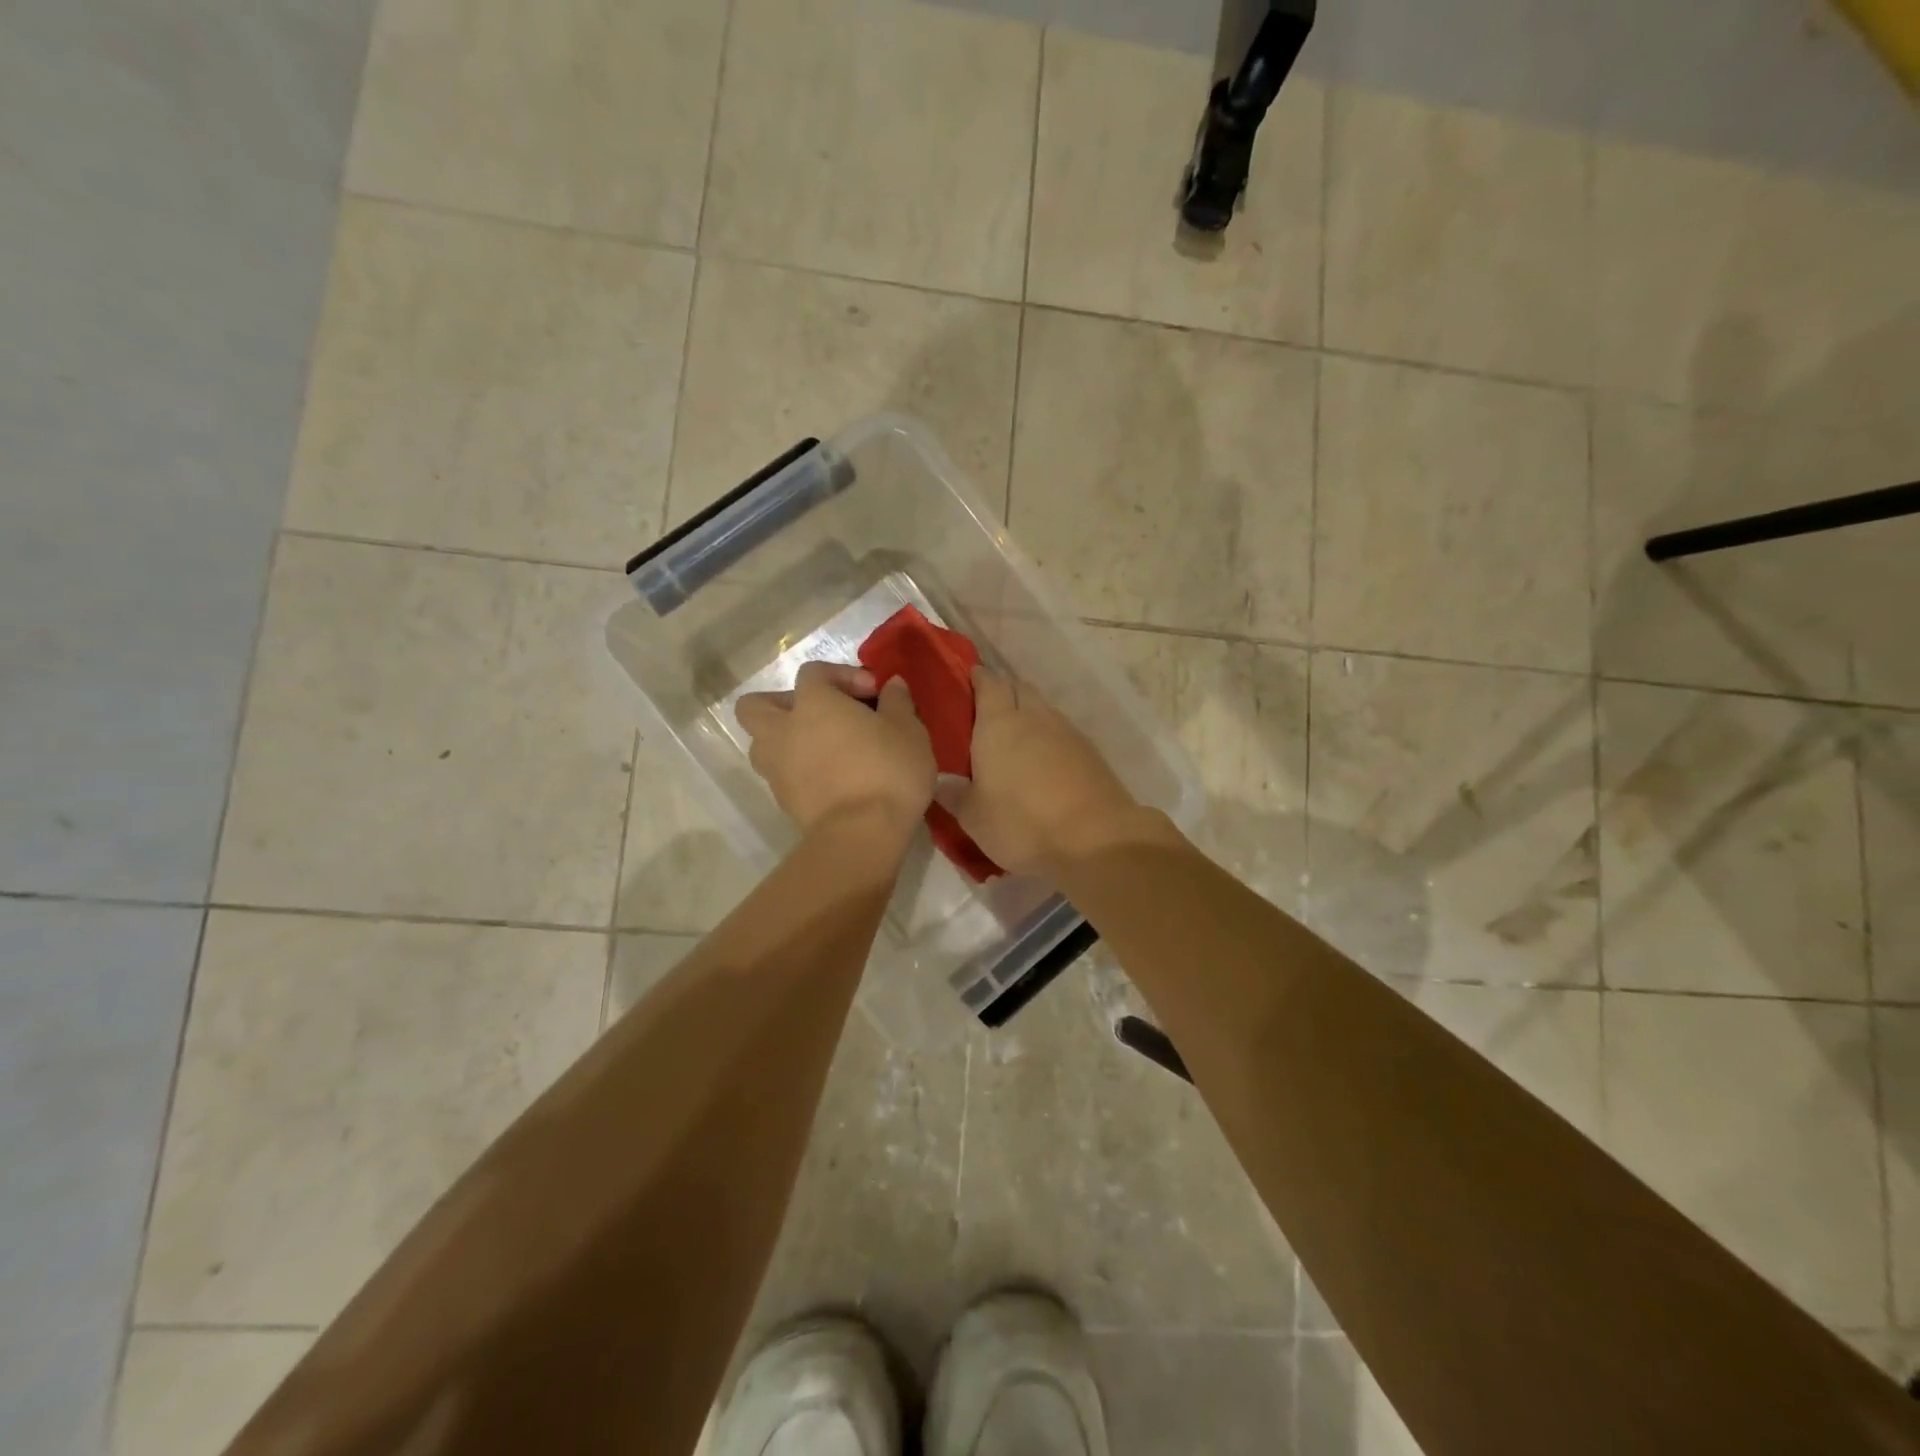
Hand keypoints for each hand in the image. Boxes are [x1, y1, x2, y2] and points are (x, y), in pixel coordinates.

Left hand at [736, 661, 935, 843]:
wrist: (863, 835)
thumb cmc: (888, 770)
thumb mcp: (908, 729)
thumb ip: (897, 701)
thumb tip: (892, 685)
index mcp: (812, 703)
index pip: (813, 672)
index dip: (843, 675)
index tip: (874, 692)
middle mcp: (783, 730)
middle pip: (757, 705)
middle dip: (783, 703)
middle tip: (820, 715)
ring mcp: (777, 769)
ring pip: (762, 743)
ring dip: (784, 739)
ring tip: (821, 748)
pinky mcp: (783, 801)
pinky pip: (781, 774)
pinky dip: (798, 770)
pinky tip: (831, 778)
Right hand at [944, 667, 1143, 876]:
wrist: (1095, 839)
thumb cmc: (1022, 823)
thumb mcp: (974, 818)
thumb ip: (954, 795)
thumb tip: (940, 779)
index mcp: (999, 724)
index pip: (989, 684)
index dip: (979, 678)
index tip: (970, 679)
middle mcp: (1034, 717)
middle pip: (1019, 688)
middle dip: (1005, 691)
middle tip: (988, 708)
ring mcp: (1067, 732)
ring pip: (1044, 709)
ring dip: (1030, 712)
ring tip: (1016, 734)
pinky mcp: (1091, 752)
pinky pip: (1063, 731)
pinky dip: (1050, 735)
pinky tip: (1045, 758)